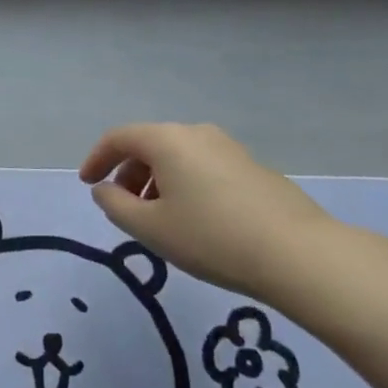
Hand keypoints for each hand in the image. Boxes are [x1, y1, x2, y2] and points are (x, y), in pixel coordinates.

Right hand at [78, 123, 341, 302]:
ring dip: (157, 181)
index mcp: (166, 140)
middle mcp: (196, 133)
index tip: (87, 184)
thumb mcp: (151, 229)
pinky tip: (195, 220)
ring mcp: (228, 148)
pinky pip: (203, 167)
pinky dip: (185, 185)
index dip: (96, 159)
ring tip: (158, 219)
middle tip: (123, 207)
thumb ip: (115, 206)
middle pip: (149, 144)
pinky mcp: (252, 167)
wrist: (299, 255)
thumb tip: (105, 189)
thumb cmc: (212, 238)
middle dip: (128, 173)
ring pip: (178, 157)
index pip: (118, 138)